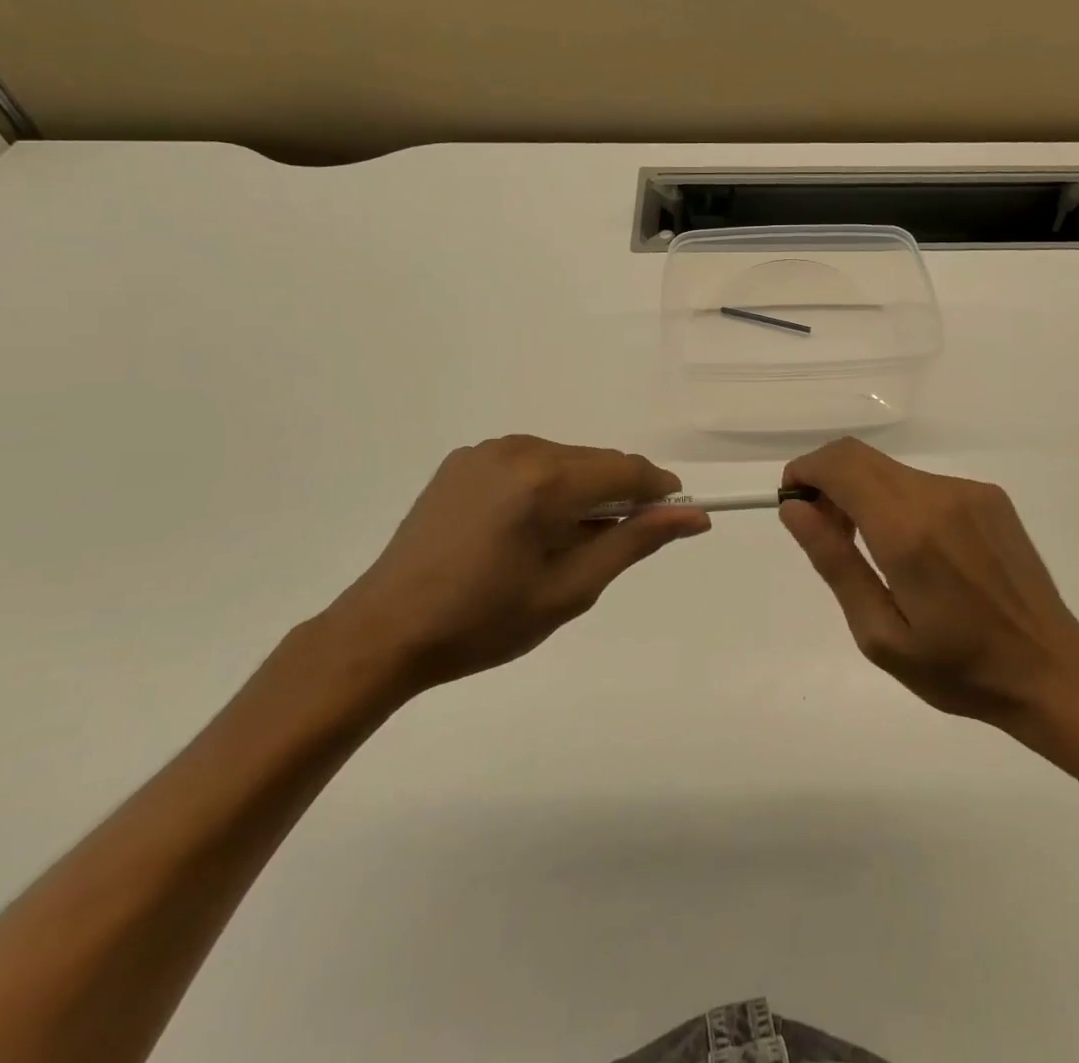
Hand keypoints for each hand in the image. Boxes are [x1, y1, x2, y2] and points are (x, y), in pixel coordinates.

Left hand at [326, 436, 708, 696]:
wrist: (385, 630)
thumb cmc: (484, 621)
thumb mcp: (570, 590)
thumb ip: (634, 542)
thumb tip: (693, 516)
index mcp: (545, 480)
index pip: (627, 470)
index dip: (659, 492)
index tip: (676, 518)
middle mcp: (518, 449)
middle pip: (596, 461)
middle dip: (618, 496)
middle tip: (610, 547)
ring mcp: (486, 450)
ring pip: (564, 460)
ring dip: (581, 492)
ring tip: (560, 545)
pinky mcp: (463, 460)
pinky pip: (528, 462)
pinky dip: (545, 487)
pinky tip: (524, 530)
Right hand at [779, 439, 1078, 730]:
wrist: (1052, 671)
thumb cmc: (958, 668)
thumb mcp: (880, 634)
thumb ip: (834, 562)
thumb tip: (795, 509)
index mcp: (907, 530)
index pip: (840, 465)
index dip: (805, 471)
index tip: (793, 503)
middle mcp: (938, 495)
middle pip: (861, 456)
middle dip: (828, 481)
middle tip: (825, 531)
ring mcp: (969, 491)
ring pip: (891, 470)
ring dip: (864, 493)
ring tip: (870, 549)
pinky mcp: (990, 497)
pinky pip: (924, 484)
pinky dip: (899, 501)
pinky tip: (915, 550)